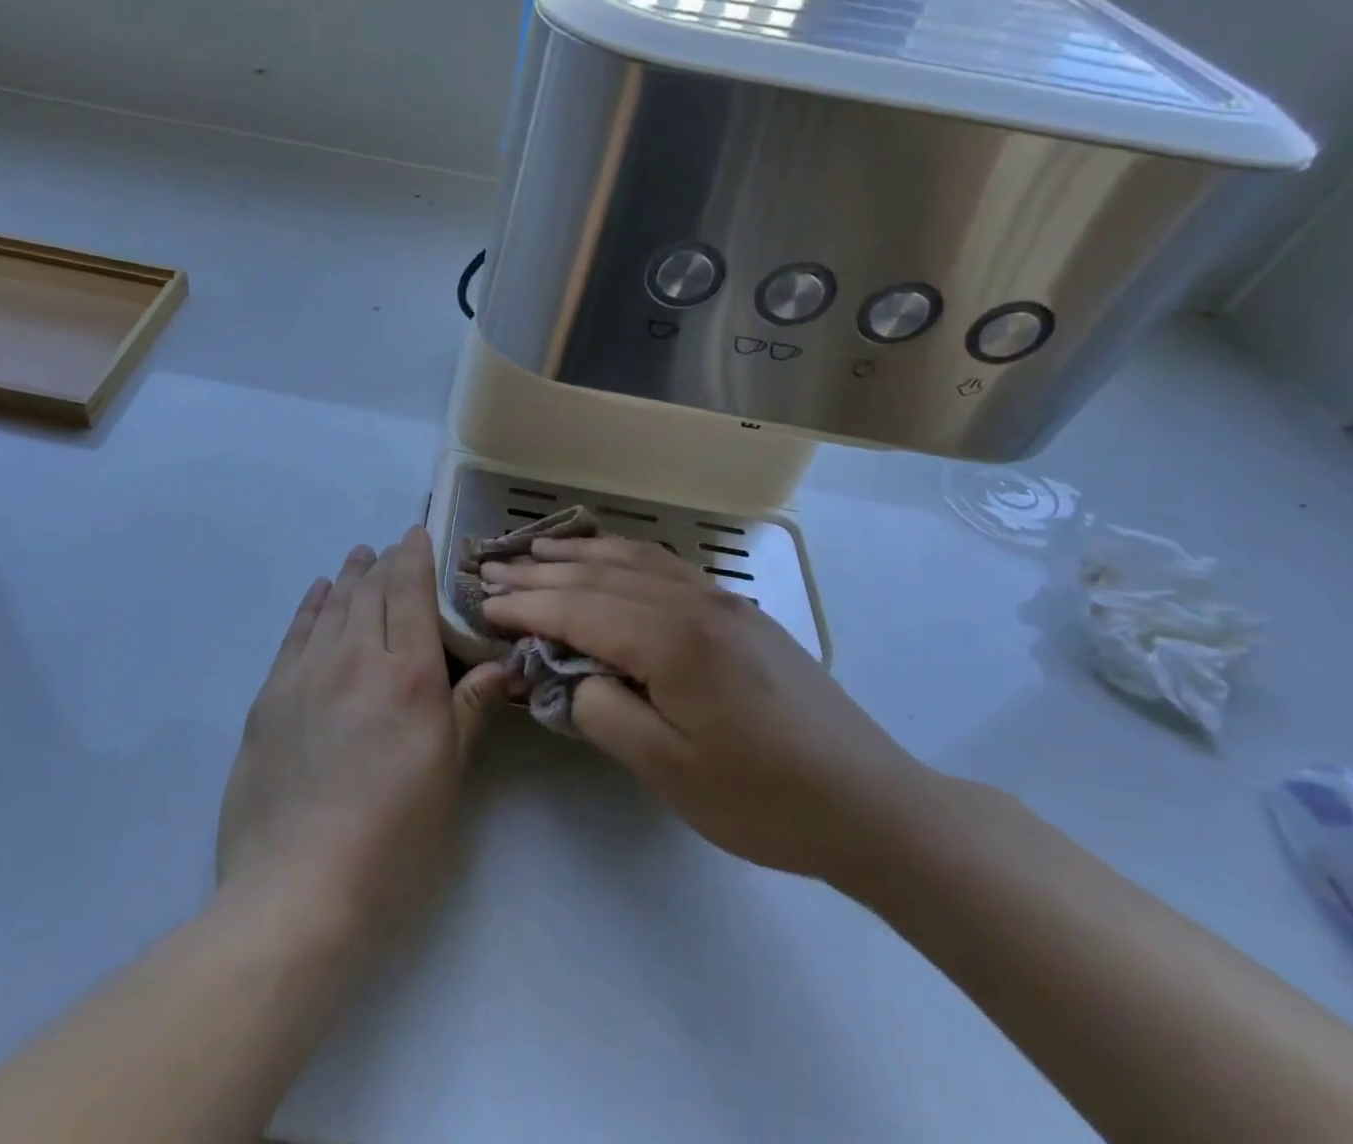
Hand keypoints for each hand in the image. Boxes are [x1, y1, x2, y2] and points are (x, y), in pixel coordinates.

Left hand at [217, 529, 510, 933]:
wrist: (297, 889)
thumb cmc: (393, 839)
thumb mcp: (447, 778)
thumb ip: (469, 711)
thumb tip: (501, 667)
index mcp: (408, 675)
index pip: (410, 593)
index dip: (414, 557)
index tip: (417, 534)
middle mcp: (356, 658)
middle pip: (370, 591)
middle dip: (384, 562)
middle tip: (392, 547)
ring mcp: (307, 673)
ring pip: (332, 605)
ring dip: (349, 576)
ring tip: (360, 556)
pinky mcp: (270, 696)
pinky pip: (296, 633)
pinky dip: (311, 605)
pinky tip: (318, 592)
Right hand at [481, 536, 935, 891]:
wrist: (869, 803)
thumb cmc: (763, 798)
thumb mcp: (668, 770)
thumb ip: (604, 713)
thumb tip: (571, 677)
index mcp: (672, 640)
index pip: (578, 609)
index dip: (526, 606)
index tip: (483, 604)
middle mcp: (692, 602)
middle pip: (599, 575)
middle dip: (540, 572)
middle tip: (491, 568)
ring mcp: (720, 600)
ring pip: (633, 559)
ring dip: (579, 554)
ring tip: (536, 550)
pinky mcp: (737, 610)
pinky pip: (666, 565)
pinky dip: (624, 554)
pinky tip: (609, 557)